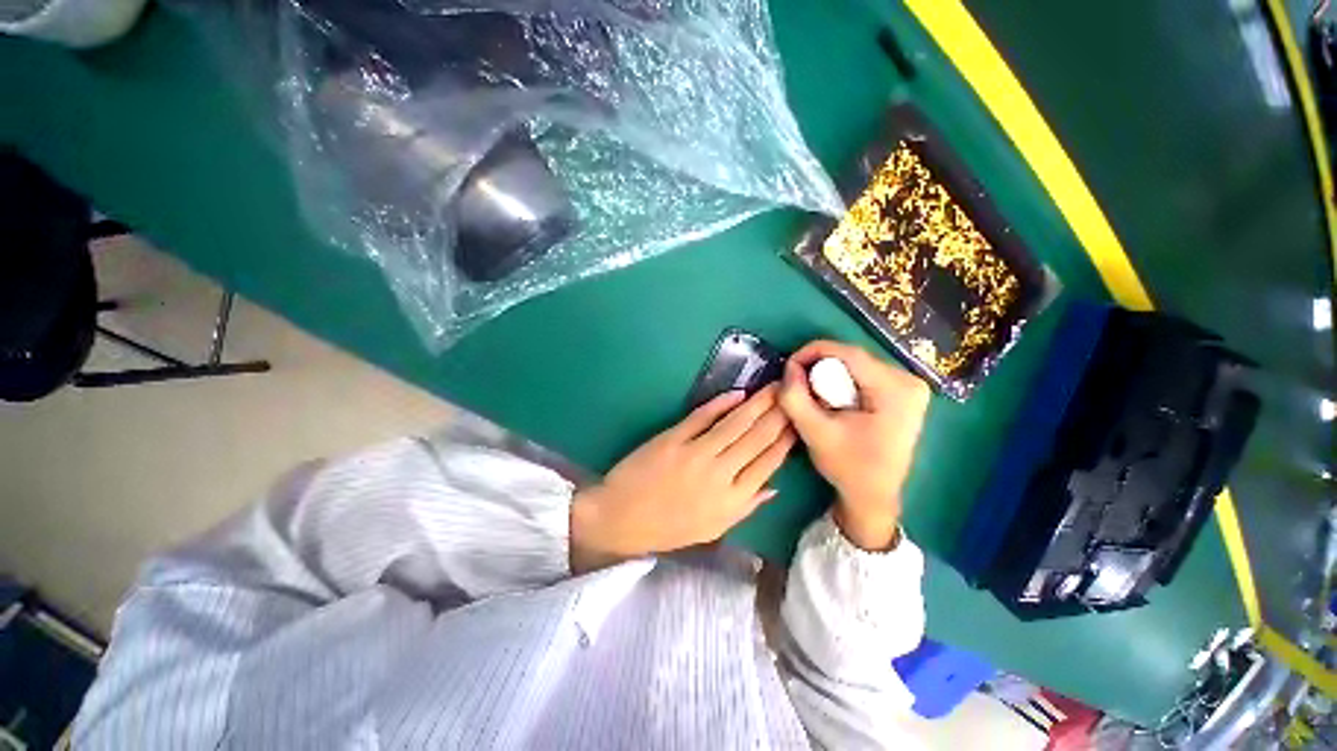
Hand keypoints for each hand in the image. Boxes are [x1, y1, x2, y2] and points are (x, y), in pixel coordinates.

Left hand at [570, 385, 796, 573]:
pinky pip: (702, 417)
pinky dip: (721, 403)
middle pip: (756, 438)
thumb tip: (775, 487)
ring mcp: (695, 454)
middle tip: (793, 392)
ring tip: (774, 386)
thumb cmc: (669, 527)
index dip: (786, 439)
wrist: (621, 518)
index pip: (768, 463)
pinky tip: (738, 393)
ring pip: (735, 424)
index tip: (798, 421)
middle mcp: (719, 475)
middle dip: (778, 413)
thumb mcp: (713, 528)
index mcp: (731, 500)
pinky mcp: (673, 438)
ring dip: (757, 403)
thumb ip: (746, 506)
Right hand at [779, 341, 929, 550]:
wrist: (873, 496)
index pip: (849, 353)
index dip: (813, 352)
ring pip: (857, 365)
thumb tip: (789, 367)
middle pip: (853, 358)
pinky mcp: (904, 394)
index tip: (789, 366)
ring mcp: (910, 387)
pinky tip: (834, 402)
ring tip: (816, 398)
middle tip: (800, 386)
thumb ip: (795, 397)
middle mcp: (910, 381)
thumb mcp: (814, 432)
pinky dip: (842, 383)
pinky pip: (864, 375)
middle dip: (820, 368)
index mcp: (896, 390)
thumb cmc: (847, 467)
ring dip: (830, 376)